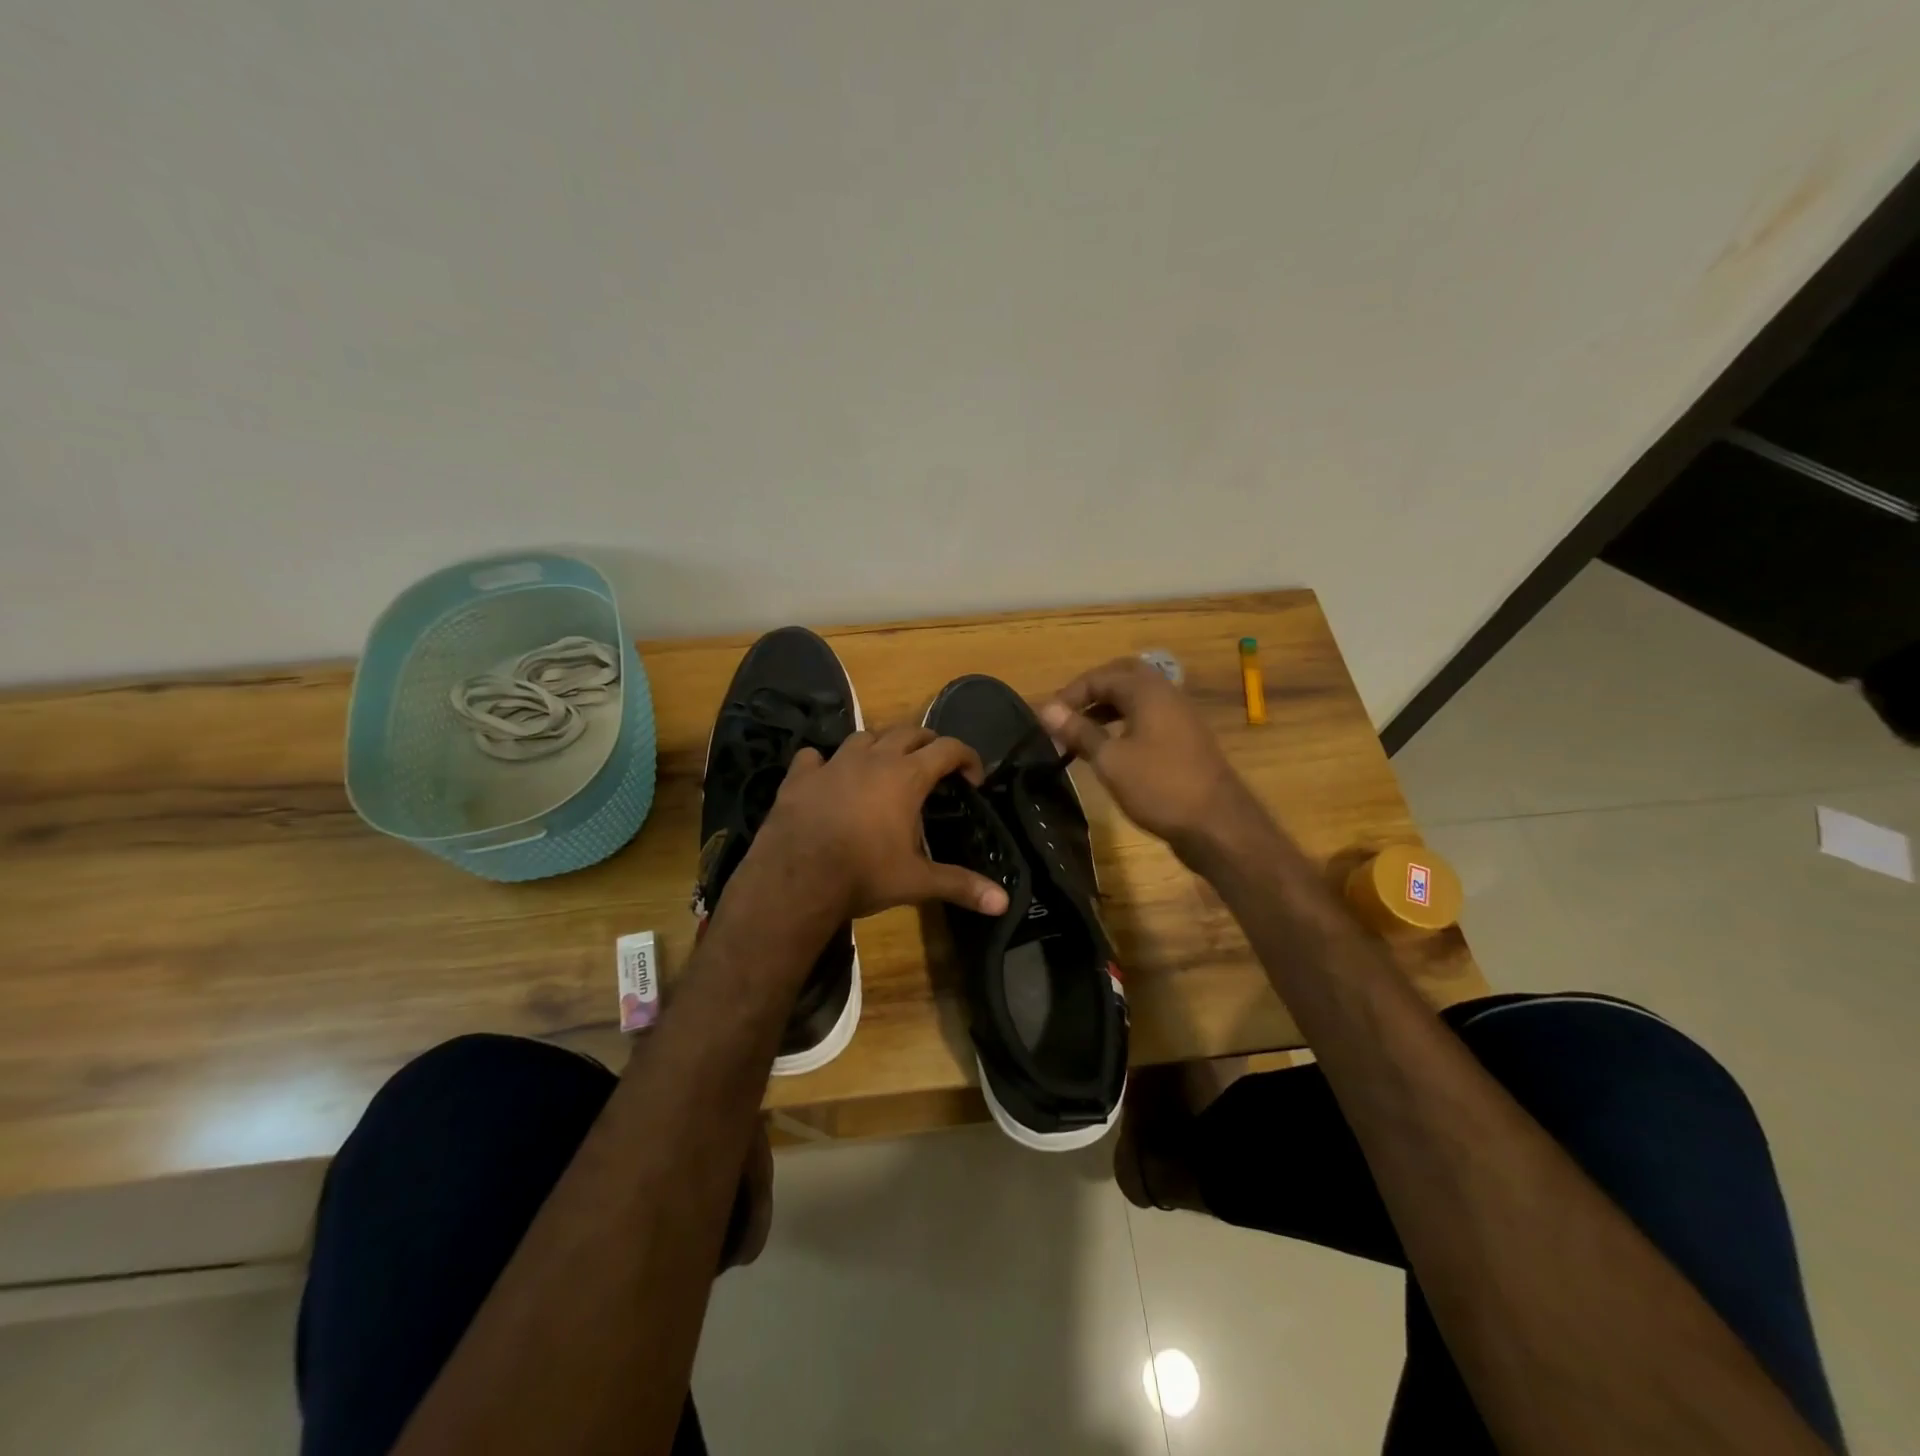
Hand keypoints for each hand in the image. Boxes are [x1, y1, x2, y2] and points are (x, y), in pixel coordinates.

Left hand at [750, 725, 1011, 920]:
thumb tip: (1003, 904)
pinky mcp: (800, 776)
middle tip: (935, 767)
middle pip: (908, 731)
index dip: (968, 757)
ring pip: (864, 736)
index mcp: (906, 776)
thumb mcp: (916, 882)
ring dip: (880, 746)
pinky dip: (825, 763)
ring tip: (884, 767)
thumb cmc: (864, 874)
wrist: (796, 878)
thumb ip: (960, 885)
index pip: (948, 748)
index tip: (974, 779)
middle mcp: (873, 759)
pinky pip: (814, 756)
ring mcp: (833, 763)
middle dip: (927, 743)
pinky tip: (827, 777)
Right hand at [1039, 656, 1267, 865]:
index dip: (1069, 694)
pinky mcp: (1186, 739)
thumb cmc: (1159, 787)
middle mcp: (1167, 694)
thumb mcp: (1110, 760)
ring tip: (1081, 731)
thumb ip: (1079, 731)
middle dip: (1092, 691)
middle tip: (1067, 713)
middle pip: (1123, 677)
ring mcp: (1180, 716)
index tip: (1046, 719)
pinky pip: (1149, 717)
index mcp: (1148, 691)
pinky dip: (1125, 723)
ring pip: (1138, 698)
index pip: (1100, 676)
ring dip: (1107, 707)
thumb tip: (1046, 709)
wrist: (1217, 824)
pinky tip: (1111, 748)